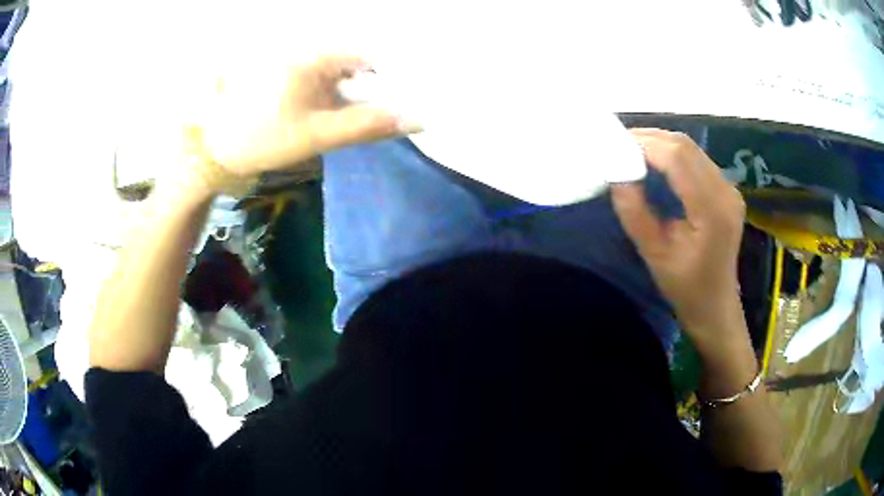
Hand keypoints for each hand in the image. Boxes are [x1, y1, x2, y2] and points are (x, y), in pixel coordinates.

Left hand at [195, 55, 421, 183]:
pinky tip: (333, 108)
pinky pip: (322, 74)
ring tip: (359, 113)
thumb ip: (368, 125)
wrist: (216, 149)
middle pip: (355, 60)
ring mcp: (294, 59)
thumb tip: (418, 119)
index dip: (390, 76)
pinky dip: (334, 89)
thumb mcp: (318, 135)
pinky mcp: (286, 70)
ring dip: (353, 89)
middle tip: (382, 112)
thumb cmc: (262, 140)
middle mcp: (305, 48)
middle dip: (371, 85)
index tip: (401, 99)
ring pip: (339, 68)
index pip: (368, 55)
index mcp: (312, 56)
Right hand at [612, 129, 746, 345]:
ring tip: (632, 150)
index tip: (615, 145)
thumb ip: (635, 213)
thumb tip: (617, 174)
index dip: (646, 144)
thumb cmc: (686, 288)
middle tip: (619, 144)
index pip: (678, 158)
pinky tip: (656, 162)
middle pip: (686, 146)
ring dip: (661, 144)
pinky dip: (673, 154)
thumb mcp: (654, 255)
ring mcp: (729, 189)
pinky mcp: (726, 191)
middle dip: (651, 139)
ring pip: (692, 149)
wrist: (716, 306)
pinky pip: (698, 160)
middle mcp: (725, 191)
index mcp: (711, 210)